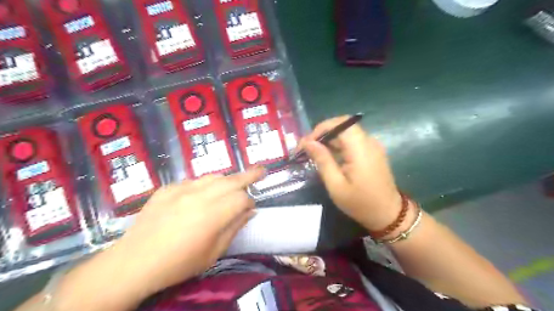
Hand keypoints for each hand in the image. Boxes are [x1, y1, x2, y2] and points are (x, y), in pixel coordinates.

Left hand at [109, 169, 264, 297]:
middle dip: (249, 175)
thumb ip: (234, 228)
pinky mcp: (167, 188)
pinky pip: (193, 182)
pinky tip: (200, 197)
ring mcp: (181, 189)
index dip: (249, 203)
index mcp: (213, 215)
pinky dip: (204, 186)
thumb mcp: (213, 253)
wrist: (133, 263)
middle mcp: (199, 196)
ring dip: (227, 180)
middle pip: (231, 180)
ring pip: (213, 177)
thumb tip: (250, 211)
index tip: (249, 210)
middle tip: (261, 171)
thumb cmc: (178, 264)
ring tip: (232, 185)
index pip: (242, 198)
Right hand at [302, 117, 400, 230]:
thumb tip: (308, 143)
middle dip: (322, 133)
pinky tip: (328, 156)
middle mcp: (369, 142)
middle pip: (343, 126)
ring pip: (347, 132)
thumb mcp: (336, 185)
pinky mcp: (372, 151)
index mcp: (361, 149)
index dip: (321, 128)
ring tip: (313, 152)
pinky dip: (338, 144)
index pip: (340, 124)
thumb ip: (322, 160)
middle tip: (307, 147)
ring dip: (329, 139)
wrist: (389, 214)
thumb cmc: (360, 203)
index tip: (306, 143)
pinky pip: (352, 141)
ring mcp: (372, 146)